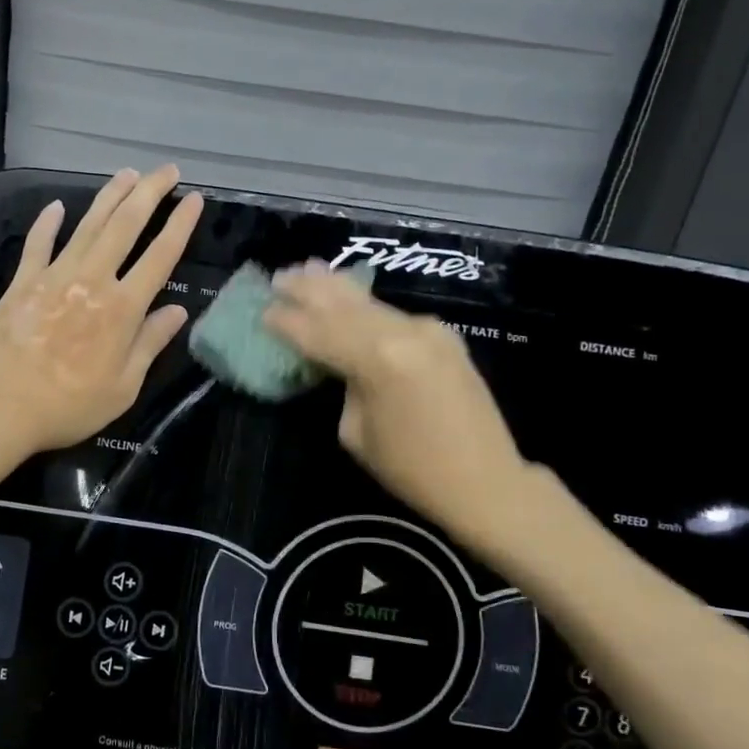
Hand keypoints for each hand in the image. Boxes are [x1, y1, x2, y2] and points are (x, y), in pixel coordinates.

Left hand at [0, 166, 203, 452]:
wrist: (0, 407)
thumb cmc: (69, 405)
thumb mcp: (123, 386)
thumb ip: (150, 343)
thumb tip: (177, 311)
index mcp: (122, 308)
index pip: (160, 256)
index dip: (180, 225)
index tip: (194, 199)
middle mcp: (93, 281)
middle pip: (125, 226)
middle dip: (149, 193)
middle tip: (166, 170)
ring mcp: (55, 276)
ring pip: (88, 225)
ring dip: (110, 196)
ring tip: (127, 173)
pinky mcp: (23, 282)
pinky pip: (38, 244)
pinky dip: (48, 223)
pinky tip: (58, 206)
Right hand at [263, 263, 526, 538]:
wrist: (486, 480)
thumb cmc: (411, 468)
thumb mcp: (356, 431)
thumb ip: (344, 385)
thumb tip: (340, 363)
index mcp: (377, 360)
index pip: (318, 332)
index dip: (287, 322)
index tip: (262, 311)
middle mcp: (403, 333)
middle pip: (344, 304)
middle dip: (308, 290)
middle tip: (279, 277)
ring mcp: (428, 329)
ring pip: (370, 302)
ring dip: (336, 287)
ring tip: (308, 269)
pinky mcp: (443, 336)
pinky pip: (393, 315)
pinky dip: (364, 305)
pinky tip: (348, 296)